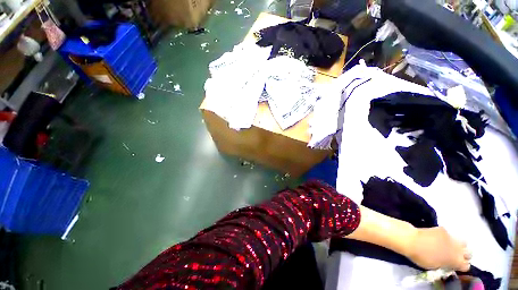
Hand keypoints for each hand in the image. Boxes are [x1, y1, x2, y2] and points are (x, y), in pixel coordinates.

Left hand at [406, 227, 470, 270]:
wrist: (412, 240)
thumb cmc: (421, 257)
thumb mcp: (435, 267)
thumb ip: (446, 265)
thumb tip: (449, 264)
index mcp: (455, 261)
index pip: (466, 266)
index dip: (462, 267)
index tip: (457, 267)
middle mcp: (457, 249)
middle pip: (468, 253)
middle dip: (464, 255)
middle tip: (456, 256)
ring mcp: (452, 237)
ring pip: (463, 242)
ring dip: (459, 245)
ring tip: (451, 247)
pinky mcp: (444, 229)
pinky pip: (450, 234)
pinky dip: (448, 238)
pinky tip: (440, 238)